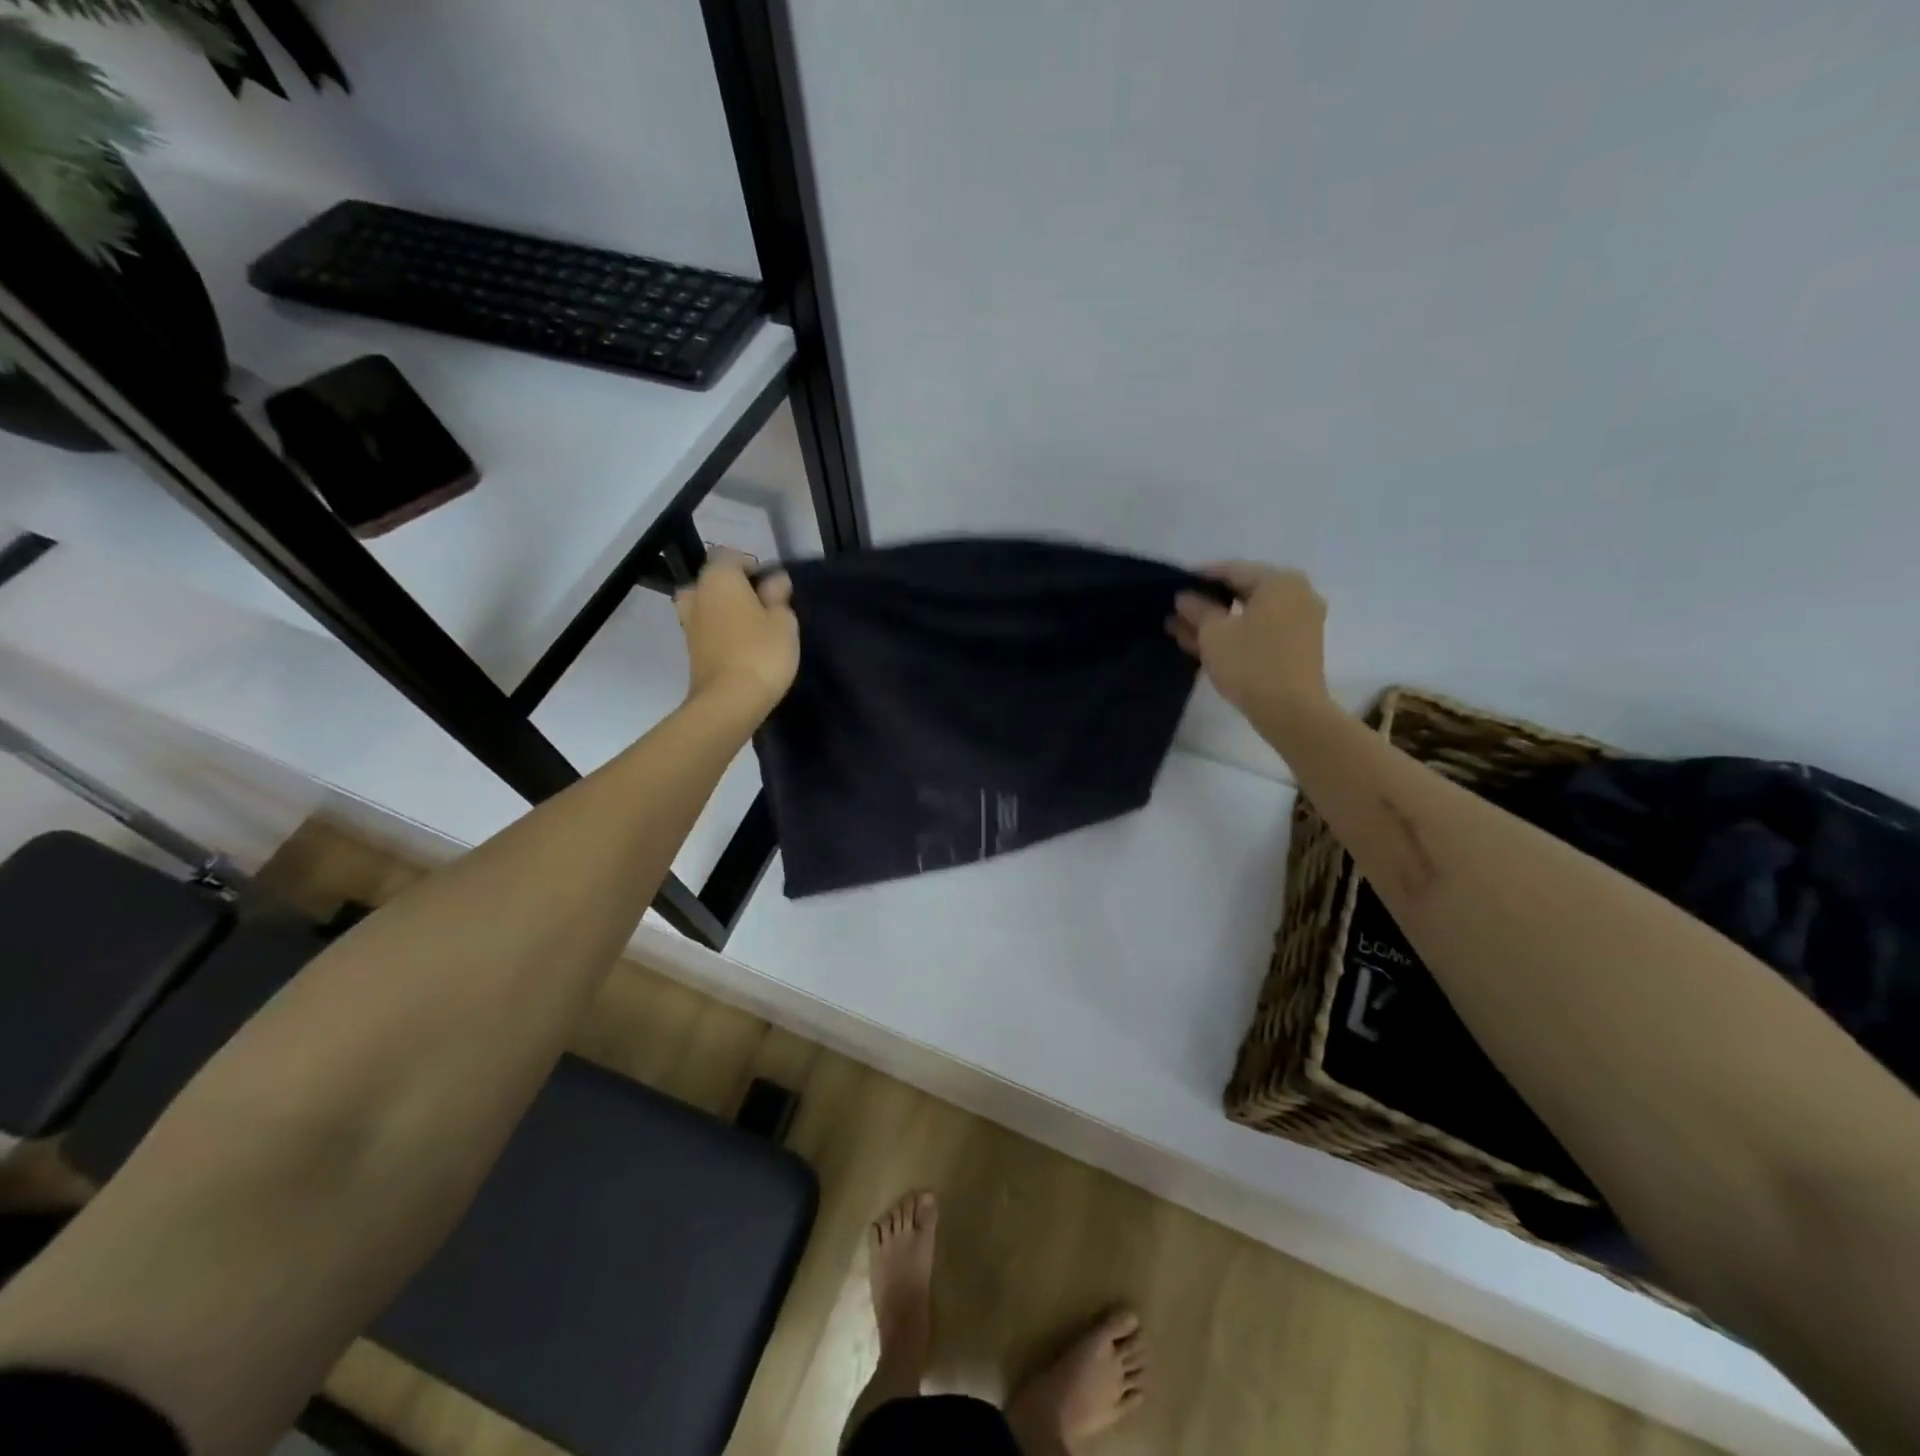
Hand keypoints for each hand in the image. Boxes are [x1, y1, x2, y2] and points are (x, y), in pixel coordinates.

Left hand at [674, 552, 799, 718]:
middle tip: (760, 606)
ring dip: (724, 610)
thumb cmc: (761, 652)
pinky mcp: (690, 649)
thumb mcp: (783, 621)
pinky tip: (741, 645)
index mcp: (719, 578)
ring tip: (751, 627)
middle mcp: (697, 594)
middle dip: (733, 588)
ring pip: (706, 605)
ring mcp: (689, 623)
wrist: (729, 701)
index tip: (772, 587)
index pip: (730, 555)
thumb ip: (778, 596)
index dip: (752, 566)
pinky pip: (706, 628)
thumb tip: (774, 580)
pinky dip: (720, 631)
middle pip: (713, 580)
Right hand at [1169, 561, 1329, 717]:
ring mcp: (1300, 621)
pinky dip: (1236, 633)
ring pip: (1250, 614)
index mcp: (1279, 581)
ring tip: (1182, 630)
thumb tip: (1185, 596)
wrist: (1291, 711)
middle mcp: (1296, 594)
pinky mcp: (1298, 645)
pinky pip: (1261, 630)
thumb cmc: (1250, 663)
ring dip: (1218, 621)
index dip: (1199, 577)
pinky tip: (1205, 644)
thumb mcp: (1214, 633)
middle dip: (1207, 602)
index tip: (1174, 584)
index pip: (1231, 570)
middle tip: (1176, 611)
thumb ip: (1197, 609)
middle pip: (1243, 591)